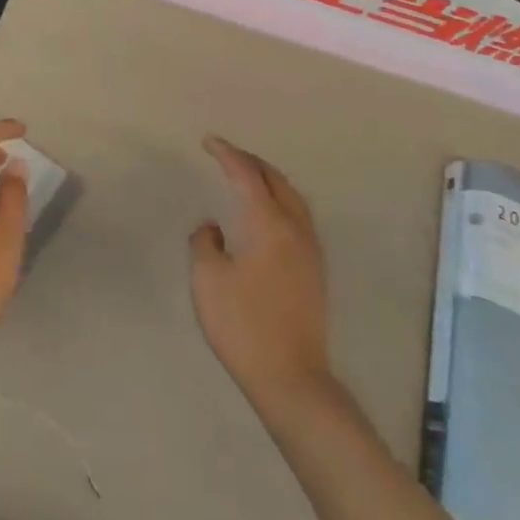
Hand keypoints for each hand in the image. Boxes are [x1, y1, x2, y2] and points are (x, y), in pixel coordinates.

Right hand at [190, 136, 332, 408]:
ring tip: (246, 176)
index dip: (227, 154)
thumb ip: (205, 244)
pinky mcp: (314, 270)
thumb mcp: (208, 281)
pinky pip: (298, 217)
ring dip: (268, 180)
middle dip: (251, 162)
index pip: (248, 176)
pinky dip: (279, 200)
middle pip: (276, 181)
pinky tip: (265, 213)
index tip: (208, 142)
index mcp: (270, 225)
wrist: (291, 377)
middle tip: (226, 154)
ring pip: (292, 198)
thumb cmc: (243, 325)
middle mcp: (296, 230)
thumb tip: (212, 228)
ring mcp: (310, 251)